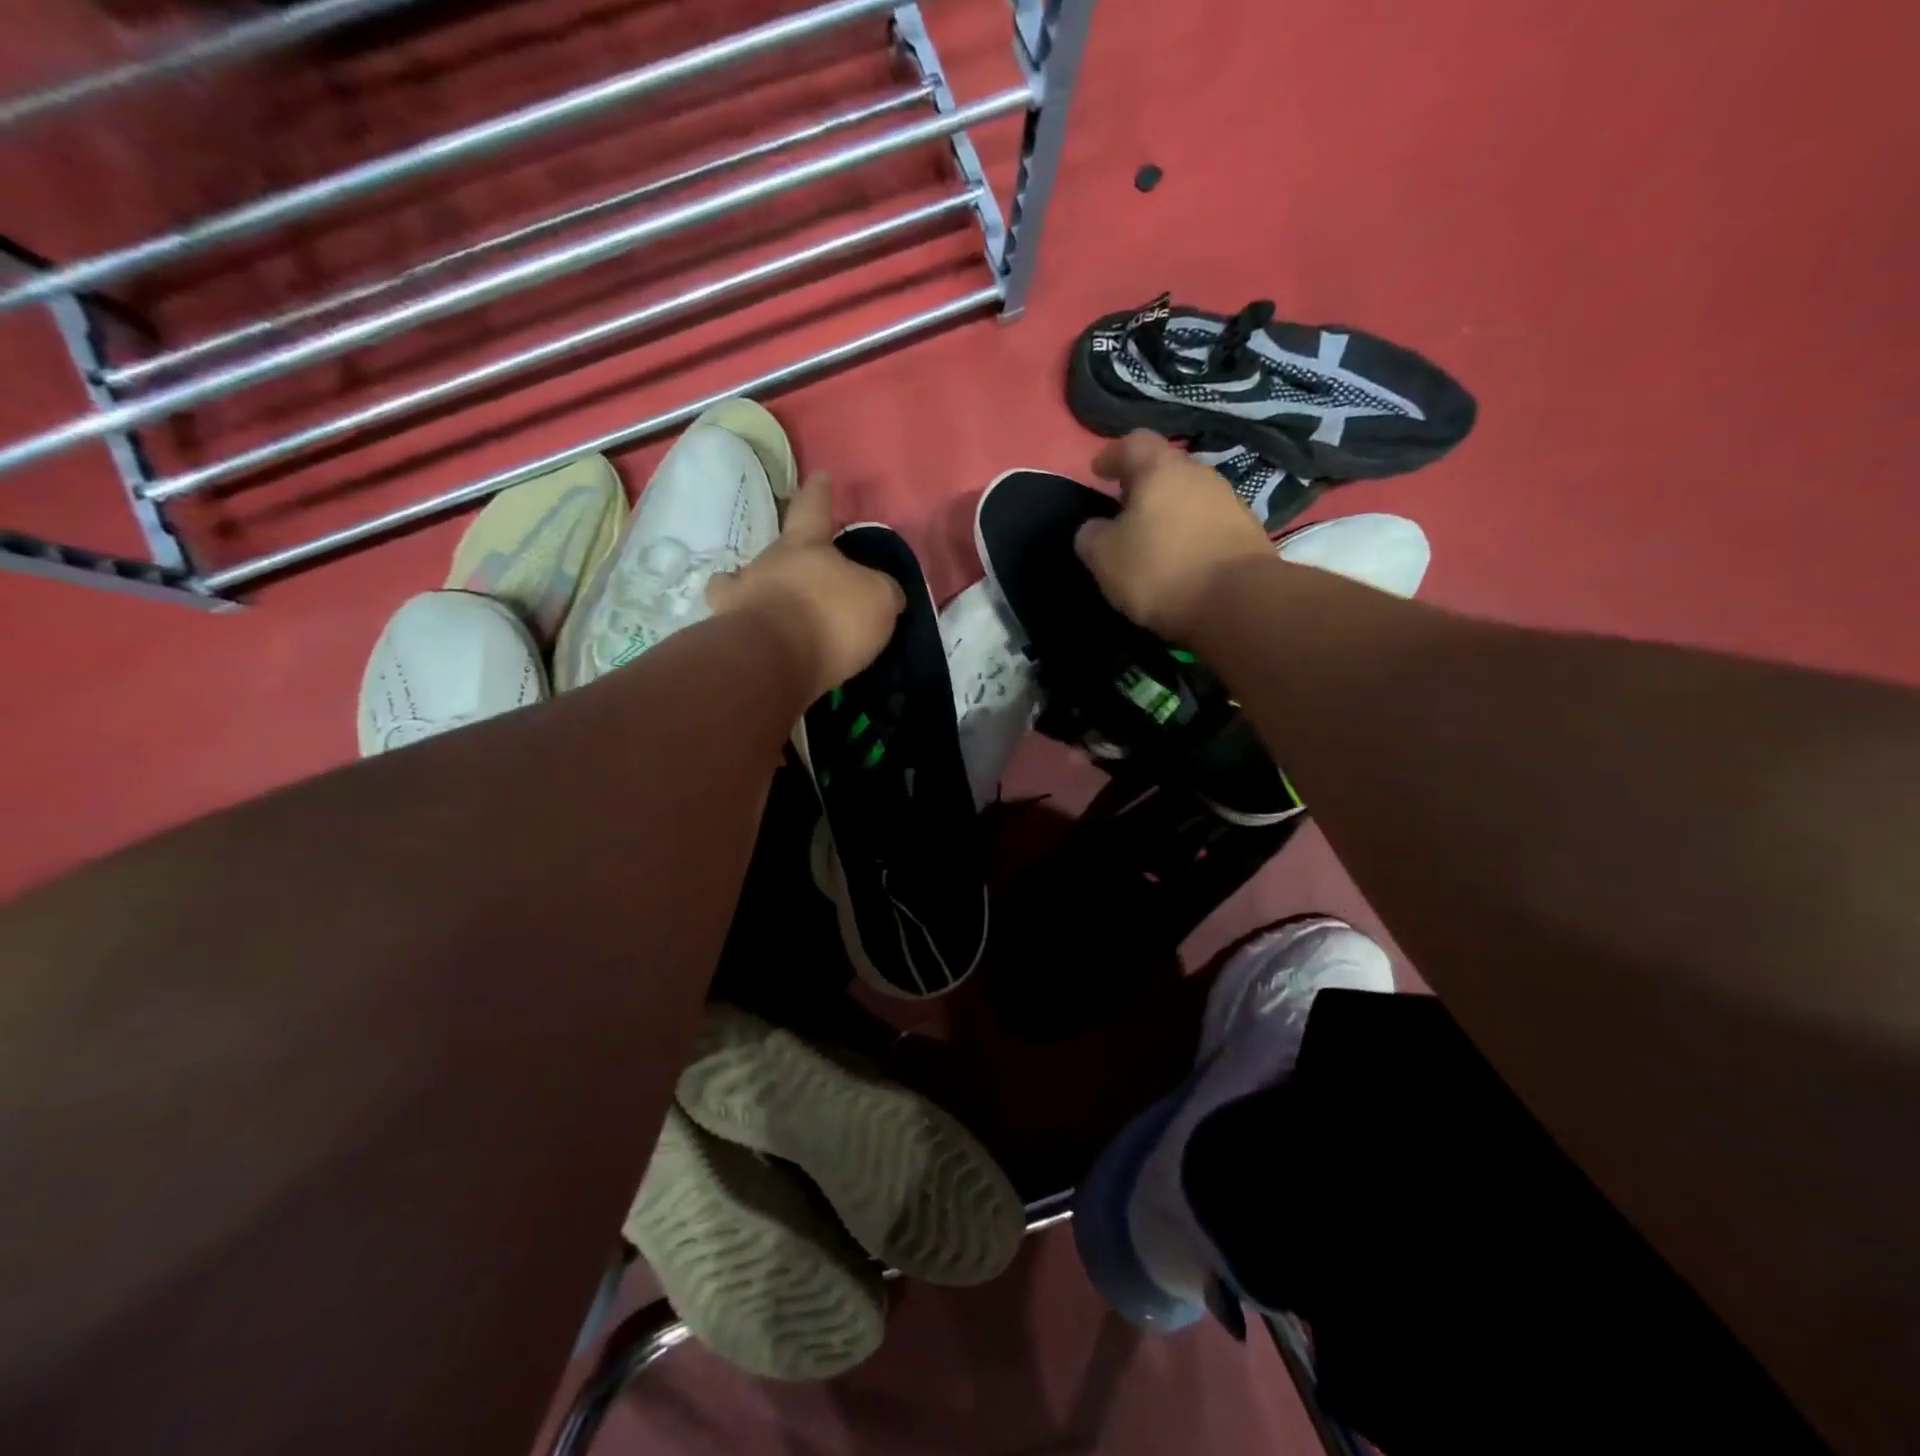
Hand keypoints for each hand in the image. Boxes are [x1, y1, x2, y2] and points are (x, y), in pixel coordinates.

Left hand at [706, 471, 905, 700]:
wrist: (773, 661)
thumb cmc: (830, 617)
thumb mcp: (878, 599)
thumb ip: (882, 590)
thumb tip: (884, 592)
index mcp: (805, 545)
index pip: (814, 509)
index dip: (819, 494)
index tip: (819, 477)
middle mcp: (767, 562)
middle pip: (779, 552)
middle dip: (791, 561)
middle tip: (807, 579)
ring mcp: (740, 597)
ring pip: (747, 585)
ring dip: (760, 593)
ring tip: (776, 612)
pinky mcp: (728, 634)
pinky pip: (737, 623)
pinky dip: (746, 627)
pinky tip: (758, 640)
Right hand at [1073, 431, 1275, 639]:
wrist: (1239, 603)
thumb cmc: (1160, 570)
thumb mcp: (1105, 558)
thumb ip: (1091, 536)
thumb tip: (1095, 529)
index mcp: (1161, 470)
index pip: (1134, 443)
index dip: (1112, 455)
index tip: (1097, 472)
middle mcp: (1200, 475)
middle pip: (1166, 469)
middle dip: (1142, 486)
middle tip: (1123, 509)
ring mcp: (1230, 502)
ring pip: (1190, 497)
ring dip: (1169, 512)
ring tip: (1152, 540)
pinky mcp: (1248, 532)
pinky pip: (1209, 524)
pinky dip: (1191, 535)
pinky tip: (1181, 560)